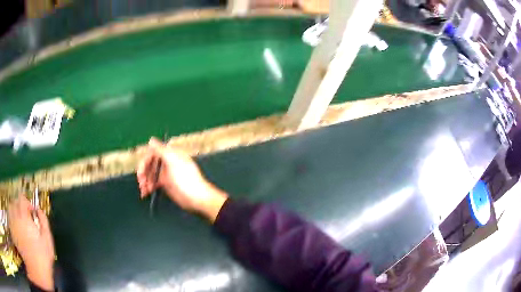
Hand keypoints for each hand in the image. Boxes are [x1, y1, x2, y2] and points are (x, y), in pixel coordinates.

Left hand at [8, 196, 54, 290]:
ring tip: (19, 218)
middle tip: (25, 215)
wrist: (37, 272)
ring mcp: (14, 225)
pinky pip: (10, 218)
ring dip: (14, 210)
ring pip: (10, 208)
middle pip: (15, 202)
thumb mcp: (48, 241)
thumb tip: (40, 211)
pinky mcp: (14, 232)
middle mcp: (17, 218)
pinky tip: (15, 224)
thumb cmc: (42, 258)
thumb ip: (44, 223)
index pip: (22, 199)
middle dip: (20, 206)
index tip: (32, 211)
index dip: (27, 202)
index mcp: (25, 217)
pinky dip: (12, 217)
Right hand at [137, 138, 227, 221]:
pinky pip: (154, 183)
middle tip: (141, 182)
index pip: (153, 153)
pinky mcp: (166, 184)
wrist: (196, 198)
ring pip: (151, 174)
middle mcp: (168, 162)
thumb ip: (161, 150)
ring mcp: (166, 173)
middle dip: (144, 172)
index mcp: (171, 154)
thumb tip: (151, 139)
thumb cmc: (186, 179)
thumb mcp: (173, 162)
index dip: (145, 162)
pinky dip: (148, 187)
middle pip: (150, 164)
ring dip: (145, 181)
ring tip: (143, 190)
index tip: (141, 172)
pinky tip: (145, 193)